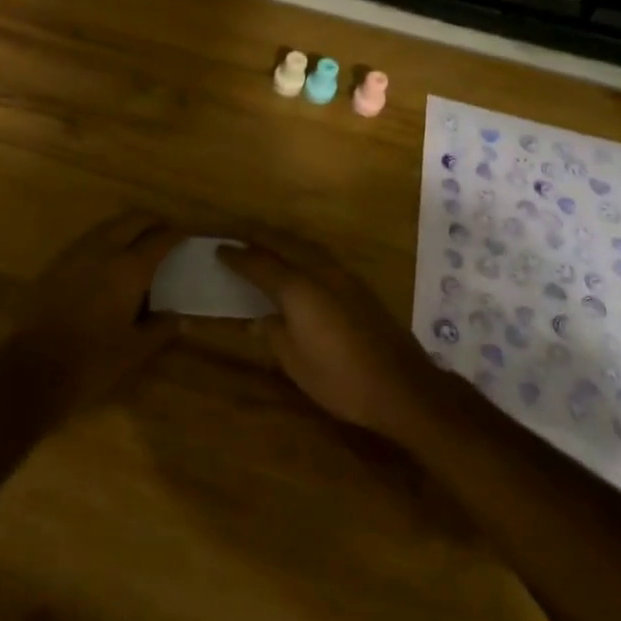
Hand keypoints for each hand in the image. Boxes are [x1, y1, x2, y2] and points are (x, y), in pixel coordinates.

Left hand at [18, 212, 183, 410]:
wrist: (35, 366)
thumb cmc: (94, 359)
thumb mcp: (136, 349)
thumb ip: (161, 329)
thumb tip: (181, 319)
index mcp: (129, 268)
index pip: (159, 240)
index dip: (175, 235)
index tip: (185, 237)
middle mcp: (104, 250)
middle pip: (132, 220)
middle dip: (151, 222)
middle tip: (164, 233)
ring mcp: (76, 253)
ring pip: (108, 226)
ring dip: (126, 228)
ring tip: (138, 243)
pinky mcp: (57, 262)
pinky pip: (88, 240)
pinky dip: (105, 240)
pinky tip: (107, 260)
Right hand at [219, 235, 439, 440]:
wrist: (402, 386)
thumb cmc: (340, 379)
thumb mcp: (295, 363)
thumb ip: (273, 333)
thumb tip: (257, 319)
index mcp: (296, 289)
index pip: (258, 264)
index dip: (237, 257)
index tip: (219, 250)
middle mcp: (318, 272)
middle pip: (283, 243)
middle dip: (259, 236)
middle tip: (238, 234)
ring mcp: (342, 275)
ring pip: (305, 245)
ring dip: (282, 240)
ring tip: (266, 241)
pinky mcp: (359, 285)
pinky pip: (321, 255)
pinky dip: (302, 251)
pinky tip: (300, 260)